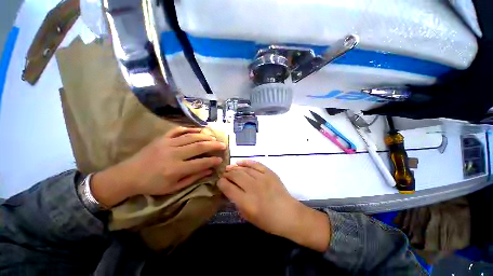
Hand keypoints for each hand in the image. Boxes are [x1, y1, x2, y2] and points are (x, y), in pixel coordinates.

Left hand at [91, 127, 225, 207]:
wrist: (128, 175)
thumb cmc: (152, 184)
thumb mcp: (173, 187)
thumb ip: (193, 178)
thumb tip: (209, 171)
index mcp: (175, 169)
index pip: (200, 163)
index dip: (213, 161)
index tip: (221, 159)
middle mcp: (173, 154)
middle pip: (198, 146)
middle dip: (213, 145)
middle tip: (223, 145)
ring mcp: (167, 144)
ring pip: (191, 137)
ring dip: (205, 136)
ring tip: (214, 137)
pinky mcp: (162, 138)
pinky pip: (178, 130)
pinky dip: (190, 129)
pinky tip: (198, 130)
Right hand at [218, 160, 330, 251]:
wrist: (289, 214)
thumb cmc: (268, 221)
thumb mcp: (248, 216)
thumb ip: (237, 202)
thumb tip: (229, 190)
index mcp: (247, 202)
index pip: (228, 188)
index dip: (221, 183)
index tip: (219, 181)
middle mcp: (253, 188)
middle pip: (235, 176)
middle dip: (227, 174)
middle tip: (224, 174)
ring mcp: (262, 178)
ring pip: (244, 169)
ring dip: (235, 168)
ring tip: (229, 167)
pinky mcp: (269, 173)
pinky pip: (256, 164)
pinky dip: (247, 162)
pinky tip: (240, 162)